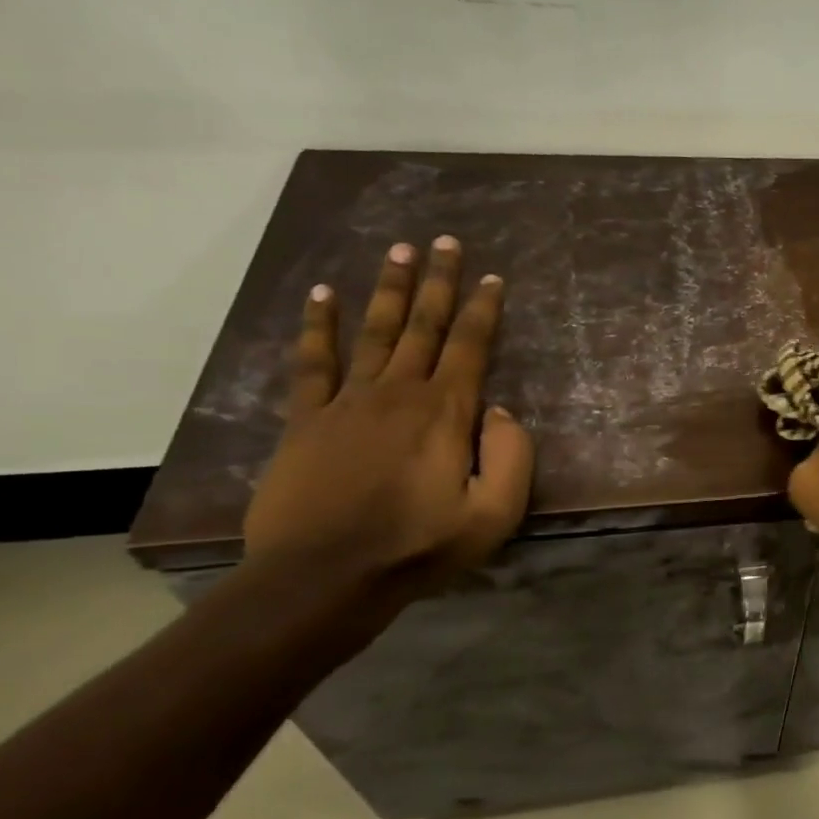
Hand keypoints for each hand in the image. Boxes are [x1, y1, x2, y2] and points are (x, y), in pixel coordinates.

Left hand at [242, 236, 533, 596]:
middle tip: (444, 241)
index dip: (483, 310)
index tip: (492, 277)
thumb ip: (511, 457)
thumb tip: (502, 411)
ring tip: (399, 251)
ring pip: (374, 332)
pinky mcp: (307, 420)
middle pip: (423, 326)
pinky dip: (318, 327)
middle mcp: (399, 393)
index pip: (470, 347)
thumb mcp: (494, 514)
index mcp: (446, 413)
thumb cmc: (418, 547)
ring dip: (389, 290)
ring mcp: (348, 402)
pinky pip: (313, 363)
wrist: (323, 577)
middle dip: (438, 282)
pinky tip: (323, 296)